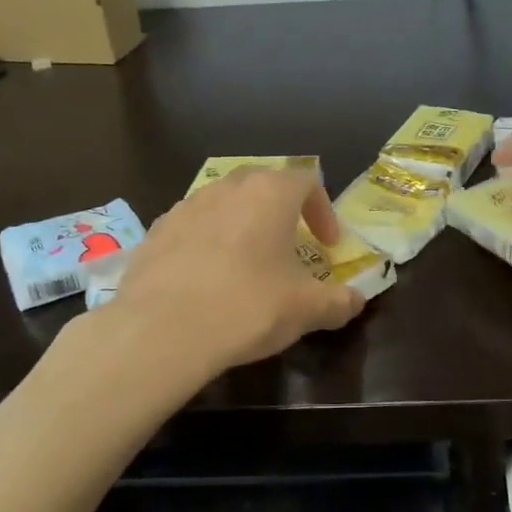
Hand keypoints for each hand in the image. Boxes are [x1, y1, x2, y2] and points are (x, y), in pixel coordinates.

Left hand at [111, 166, 365, 371]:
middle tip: (289, 247)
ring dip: (242, 226)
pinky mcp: (156, 231)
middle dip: (281, 212)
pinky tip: (206, 281)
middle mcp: (227, 187)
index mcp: (269, 193)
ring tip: (247, 265)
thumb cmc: (247, 307)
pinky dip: (207, 244)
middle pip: (263, 185)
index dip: (323, 211)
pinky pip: (192, 228)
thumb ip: (339, 301)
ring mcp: (186, 206)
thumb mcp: (306, 310)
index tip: (327, 246)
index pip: (307, 181)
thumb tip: (355, 301)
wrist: (161, 330)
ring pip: (224, 204)